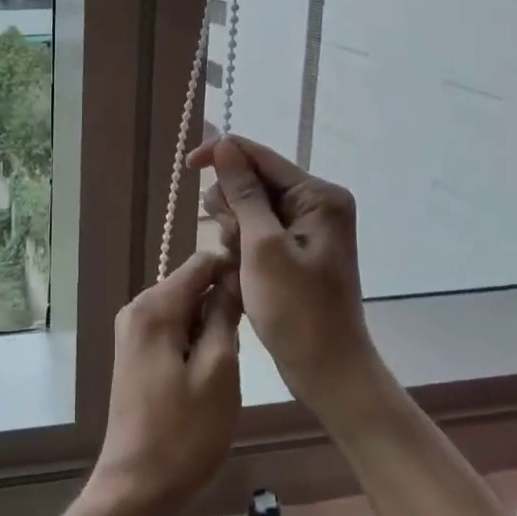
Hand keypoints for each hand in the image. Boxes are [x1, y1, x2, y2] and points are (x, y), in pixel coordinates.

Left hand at [86, 250, 241, 515]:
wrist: (136, 486)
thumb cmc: (184, 433)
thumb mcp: (219, 371)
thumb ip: (225, 316)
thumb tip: (233, 278)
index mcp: (154, 307)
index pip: (201, 263)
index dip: (234, 269)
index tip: (263, 293)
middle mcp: (137, 307)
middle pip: (191, 283)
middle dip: (222, 302)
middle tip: (247, 341)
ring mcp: (132, 330)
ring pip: (184, 307)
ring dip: (210, 324)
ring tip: (230, 362)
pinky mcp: (135, 352)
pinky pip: (172, 327)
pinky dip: (194, 339)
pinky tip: (208, 371)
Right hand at [188, 136, 382, 426]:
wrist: (328, 370)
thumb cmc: (297, 310)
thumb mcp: (263, 247)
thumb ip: (243, 193)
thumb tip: (224, 145)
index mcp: (318, 195)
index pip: (260, 156)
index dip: (221, 155)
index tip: (187, 168)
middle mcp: (316, 203)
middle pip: (254, 180)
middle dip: (231, 205)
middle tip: (231, 242)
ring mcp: (308, 227)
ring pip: (250, 206)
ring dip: (234, 229)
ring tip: (238, 263)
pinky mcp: (297, 249)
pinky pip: (258, 230)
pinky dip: (242, 246)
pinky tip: (241, 271)